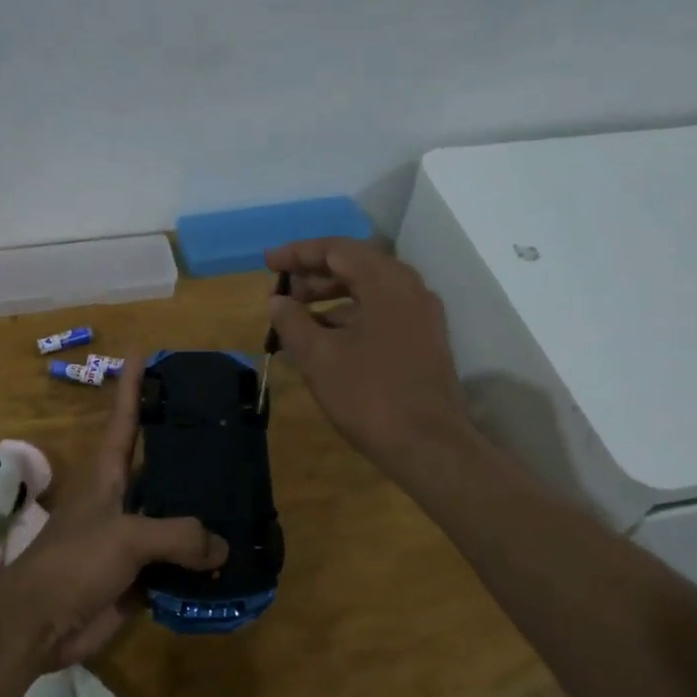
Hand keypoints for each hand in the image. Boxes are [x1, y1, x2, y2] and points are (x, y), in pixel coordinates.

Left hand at [0, 365, 228, 668]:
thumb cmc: (73, 564)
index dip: (132, 385)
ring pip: (173, 518)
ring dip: (202, 514)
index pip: (123, 419)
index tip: (143, 351)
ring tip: (245, 497)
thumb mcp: (126, 537)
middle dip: (189, 452)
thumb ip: (177, 535)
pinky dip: (200, 563)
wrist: (38, 625)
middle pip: (159, 468)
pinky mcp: (138, 576)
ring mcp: (129, 539)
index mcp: (107, 475)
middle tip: (230, 433)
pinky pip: (177, 563)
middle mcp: (120, 500)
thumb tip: (222, 547)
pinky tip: (232, 559)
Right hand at [264, 237, 477, 479]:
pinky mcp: (424, 340)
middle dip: (314, 274)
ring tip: (296, 315)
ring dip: (331, 296)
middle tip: (280, 291)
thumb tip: (278, 300)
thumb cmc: (369, 396)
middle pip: (356, 265)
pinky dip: (351, 316)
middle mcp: (410, 289)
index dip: (298, 253)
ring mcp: (421, 315)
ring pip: (370, 291)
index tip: (267, 263)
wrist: (429, 446)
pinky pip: (382, 313)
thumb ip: (292, 322)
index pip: (337, 250)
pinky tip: (326, 338)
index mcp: (387, 283)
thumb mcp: (318, 357)